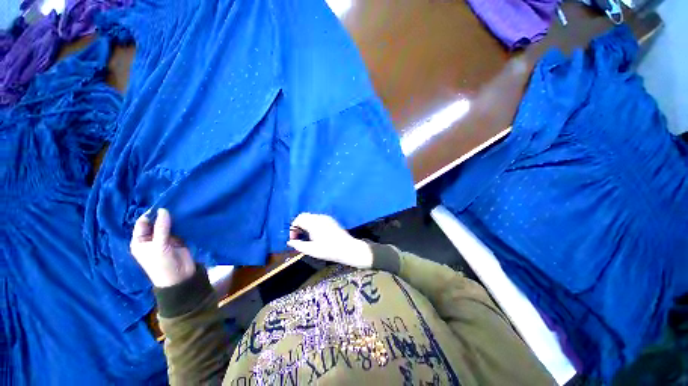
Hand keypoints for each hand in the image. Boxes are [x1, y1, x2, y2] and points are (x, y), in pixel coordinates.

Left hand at [130, 208, 195, 287]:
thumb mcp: (159, 245)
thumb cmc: (162, 264)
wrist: (179, 277)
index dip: (151, 214)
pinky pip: (178, 228)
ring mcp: (165, 239)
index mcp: (140, 241)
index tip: (162, 204)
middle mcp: (151, 238)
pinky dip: (182, 223)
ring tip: (181, 207)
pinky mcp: (178, 240)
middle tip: (174, 203)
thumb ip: (161, 227)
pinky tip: (186, 216)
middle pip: (156, 222)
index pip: (142, 223)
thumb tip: (163, 209)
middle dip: (163, 215)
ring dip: (173, 218)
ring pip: (168, 224)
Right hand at [287, 213, 372, 268]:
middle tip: (298, 237)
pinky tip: (315, 234)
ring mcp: (326, 218)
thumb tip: (290, 242)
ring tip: (306, 236)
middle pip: (304, 216)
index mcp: (314, 223)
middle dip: (298, 225)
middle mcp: (320, 217)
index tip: (293, 239)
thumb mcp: (312, 250)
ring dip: (305, 224)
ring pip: (311, 217)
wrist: (348, 248)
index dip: (293, 229)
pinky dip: (312, 224)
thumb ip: (299, 245)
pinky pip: (318, 218)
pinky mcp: (331, 220)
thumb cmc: (330, 250)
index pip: (298, 219)